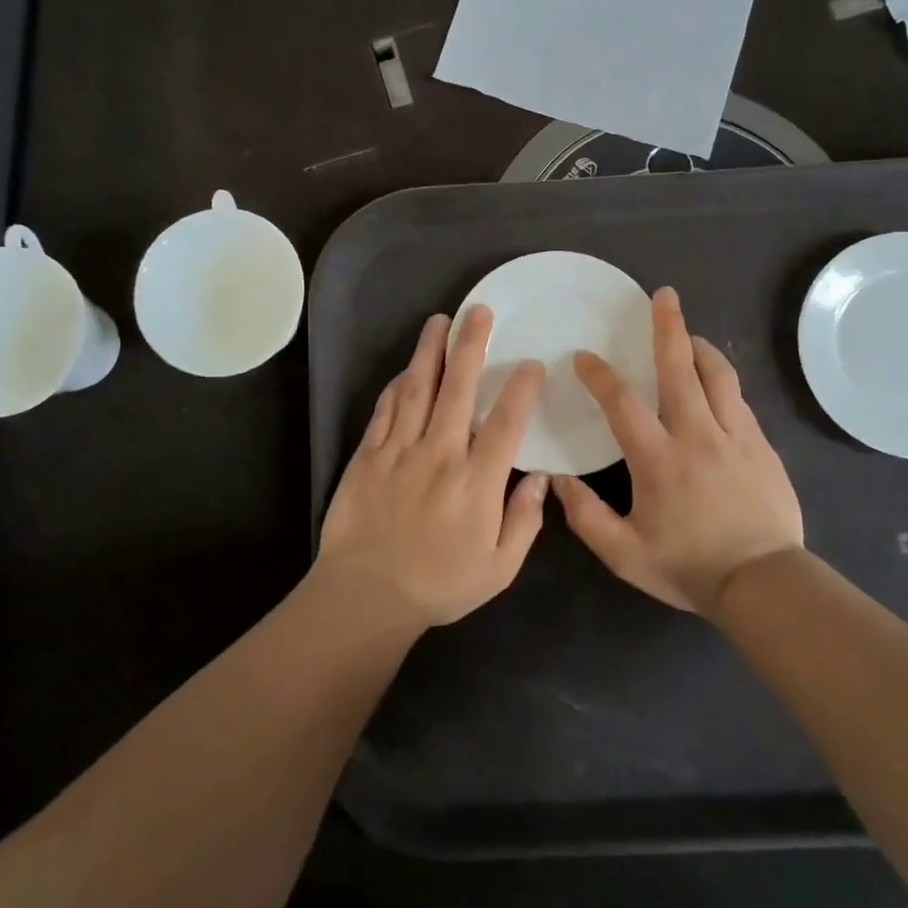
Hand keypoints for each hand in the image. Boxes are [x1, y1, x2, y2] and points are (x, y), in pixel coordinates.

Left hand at [316, 308, 548, 628]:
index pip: (506, 422)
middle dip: (470, 345)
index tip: (531, 363)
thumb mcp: (499, 568)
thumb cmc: (440, 584)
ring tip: (438, 320)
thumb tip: (540, 477)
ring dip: (429, 351)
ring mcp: (400, 450)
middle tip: (478, 311)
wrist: (367, 595)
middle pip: (458, 388)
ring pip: (417, 388)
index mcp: (477, 481)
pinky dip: (395, 386)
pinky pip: (384, 410)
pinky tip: (404, 369)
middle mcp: (440, 454)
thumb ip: (525, 521)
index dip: (521, 387)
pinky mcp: (368, 455)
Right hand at [553, 287, 803, 613]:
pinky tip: (714, 381)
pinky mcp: (762, 445)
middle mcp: (697, 435)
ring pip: (718, 376)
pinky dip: (721, 380)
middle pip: (680, 368)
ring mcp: (736, 436)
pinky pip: (739, 400)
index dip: (599, 375)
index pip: (622, 403)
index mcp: (658, 459)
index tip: (583, 357)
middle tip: (663, 295)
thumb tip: (557, 479)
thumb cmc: (690, 567)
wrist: (765, 584)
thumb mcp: (625, 554)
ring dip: (699, 347)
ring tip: (687, 333)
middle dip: (668, 327)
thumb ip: (586, 516)